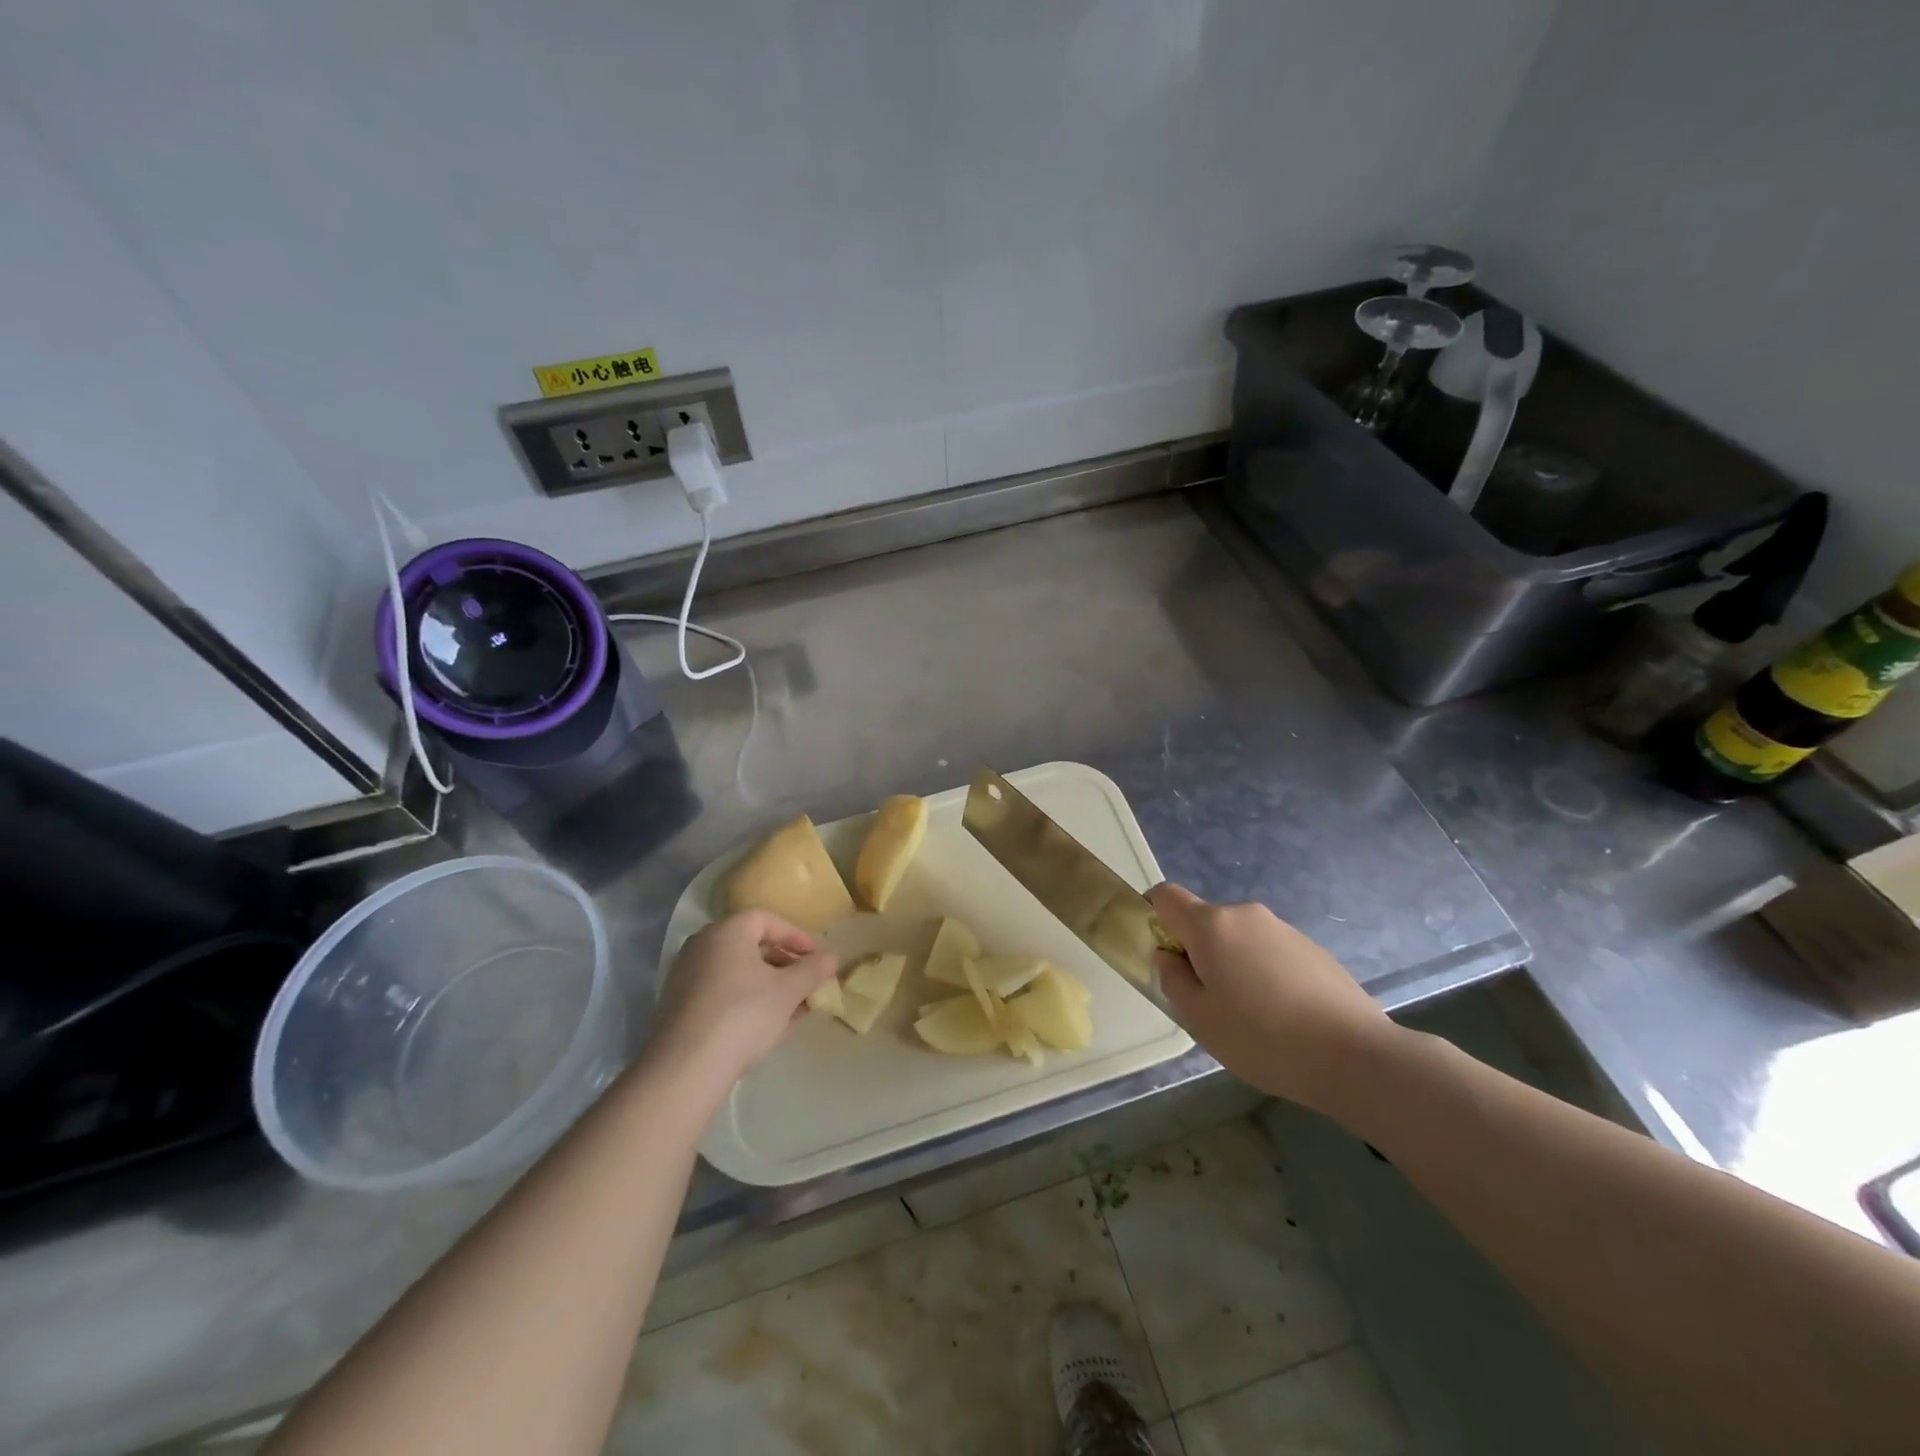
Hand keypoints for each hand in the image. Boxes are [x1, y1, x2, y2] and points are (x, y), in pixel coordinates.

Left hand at [650, 910, 837, 1090]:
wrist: (685, 1068)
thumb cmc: (744, 1015)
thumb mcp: (788, 991)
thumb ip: (813, 970)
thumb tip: (831, 958)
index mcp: (727, 931)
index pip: (767, 919)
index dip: (797, 936)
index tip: (817, 957)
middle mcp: (702, 945)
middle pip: (751, 944)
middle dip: (784, 963)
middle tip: (807, 983)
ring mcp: (686, 975)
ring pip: (737, 971)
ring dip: (768, 984)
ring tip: (793, 1008)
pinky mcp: (678, 1005)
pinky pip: (721, 991)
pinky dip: (746, 999)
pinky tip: (765, 1025)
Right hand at [1149, 882, 1399, 1112]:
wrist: (1355, 1056)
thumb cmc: (1262, 1037)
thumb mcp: (1200, 1019)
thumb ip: (1173, 980)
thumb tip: (1169, 958)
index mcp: (1211, 925)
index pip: (1166, 896)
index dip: (1152, 915)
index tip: (1157, 952)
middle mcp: (1246, 914)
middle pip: (1205, 921)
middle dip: (1196, 951)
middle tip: (1206, 1000)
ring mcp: (1283, 929)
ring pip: (1239, 938)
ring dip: (1232, 964)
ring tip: (1251, 1016)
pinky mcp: (1313, 949)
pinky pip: (1271, 952)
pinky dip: (1264, 973)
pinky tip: (1283, 1017)